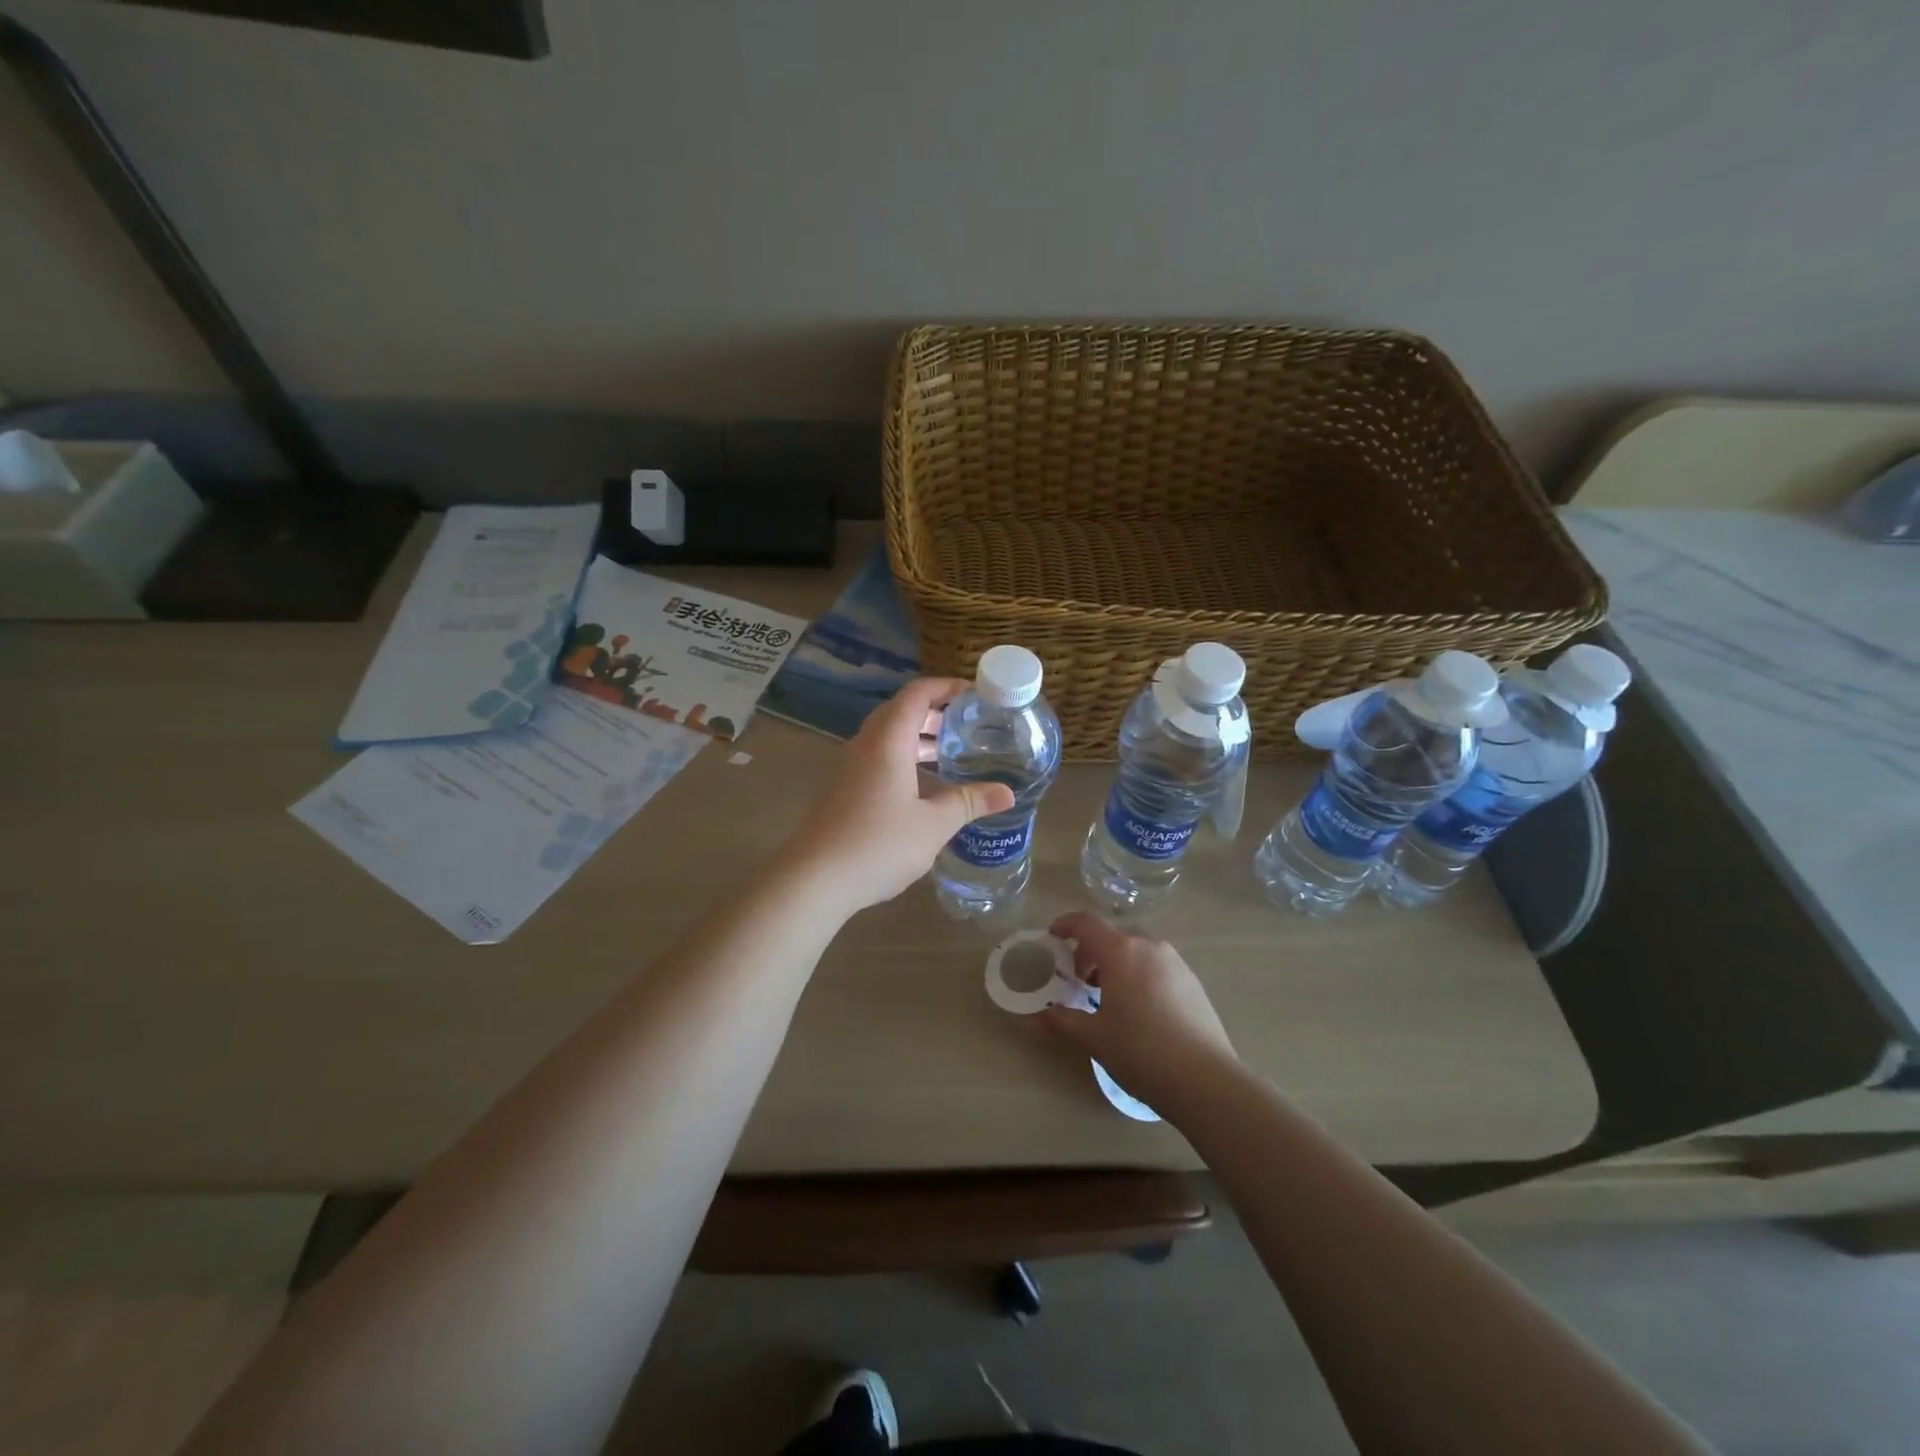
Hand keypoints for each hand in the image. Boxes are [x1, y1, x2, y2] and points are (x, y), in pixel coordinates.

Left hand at [783, 677, 1015, 912]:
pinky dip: (904, 758)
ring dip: (918, 737)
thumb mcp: (933, 825)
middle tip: (967, 724)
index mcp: (888, 742)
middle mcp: (866, 745)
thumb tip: (1007, 793)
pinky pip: (878, 758)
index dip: (946, 687)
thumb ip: (969, 802)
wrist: (814, 879)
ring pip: (887, 737)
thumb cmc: (878, 844)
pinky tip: (922, 786)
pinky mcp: (843, 790)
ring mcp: (850, 768)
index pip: (917, 694)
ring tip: (951, 751)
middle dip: (935, 712)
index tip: (974, 694)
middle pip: (900, 712)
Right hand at [1040, 912, 1238, 1113]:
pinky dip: (1140, 975)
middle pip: (1112, 936)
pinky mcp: (1193, 981)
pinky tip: (1140, 1010)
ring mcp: (1175, 962)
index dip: (1065, 925)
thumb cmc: (1139, 1050)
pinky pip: (1157, 966)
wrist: (1204, 1079)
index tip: (1052, 939)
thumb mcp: (1094, 1037)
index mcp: (1120, 951)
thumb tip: (1041, 1014)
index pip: (1086, 922)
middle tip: (1080, 981)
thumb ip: (1063, 1019)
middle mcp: (1149, 946)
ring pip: (1137, 951)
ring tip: (1110, 998)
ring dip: (1117, 964)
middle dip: (1091, 952)